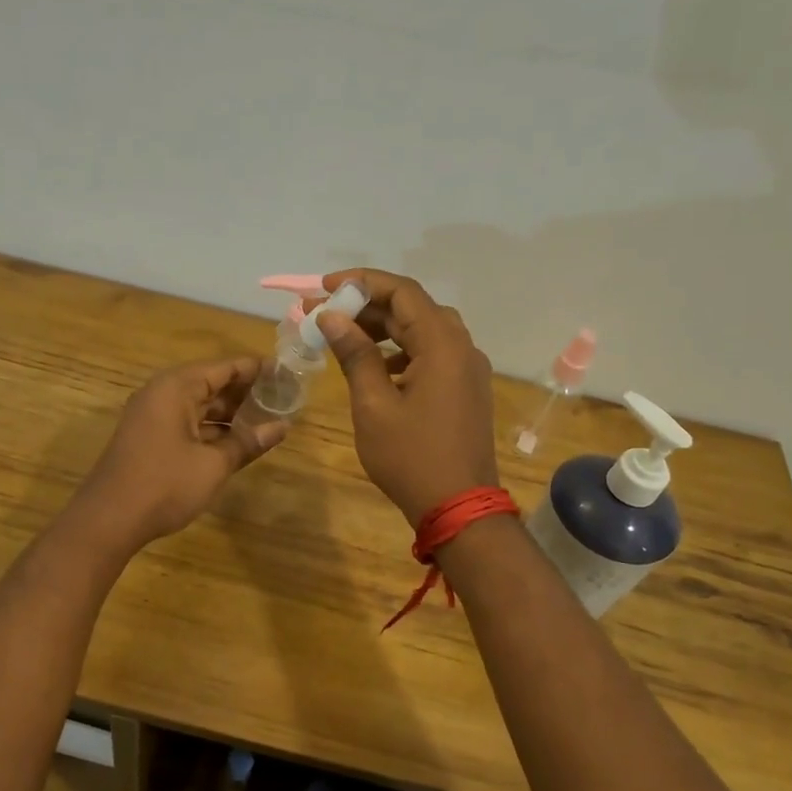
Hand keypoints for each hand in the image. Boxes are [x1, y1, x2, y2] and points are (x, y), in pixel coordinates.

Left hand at [73, 356, 282, 548]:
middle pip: (211, 383)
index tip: (285, 372)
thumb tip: (282, 427)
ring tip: (266, 418)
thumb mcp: (214, 464)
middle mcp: (162, 394)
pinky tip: (236, 440)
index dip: (256, 369)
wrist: (109, 520)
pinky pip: (187, 422)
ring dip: (230, 412)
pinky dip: (212, 428)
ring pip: (199, 405)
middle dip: (245, 391)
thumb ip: (248, 442)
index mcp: (176, 388)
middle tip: (282, 397)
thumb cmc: (165, 485)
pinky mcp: (149, 438)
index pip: (224, 367)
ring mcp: (152, 416)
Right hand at [314, 268, 499, 521]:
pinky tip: (375, 369)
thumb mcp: (373, 405)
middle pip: (413, 308)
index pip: (402, 291)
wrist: (460, 508)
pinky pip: (433, 355)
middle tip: (325, 313)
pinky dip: (401, 352)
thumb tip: (332, 317)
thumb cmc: (411, 457)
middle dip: (367, 306)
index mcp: (443, 344)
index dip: (361, 282)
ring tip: (343, 337)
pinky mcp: (466, 390)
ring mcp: (468, 370)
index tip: (324, 288)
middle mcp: (462, 347)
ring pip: (423, 331)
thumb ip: (355, 355)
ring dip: (383, 329)